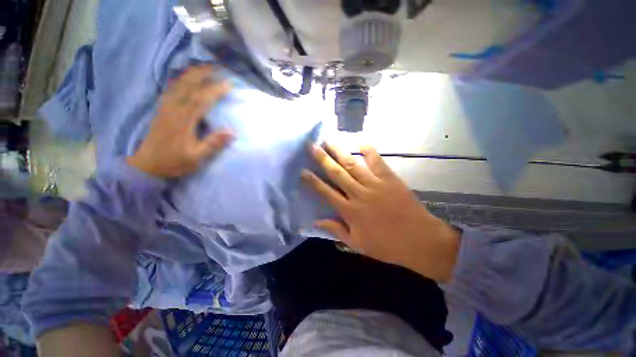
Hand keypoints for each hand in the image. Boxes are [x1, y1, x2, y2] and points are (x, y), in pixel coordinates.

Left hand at [127, 66, 232, 177]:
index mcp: (183, 120)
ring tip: (204, 68)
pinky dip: (180, 80)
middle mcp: (173, 109)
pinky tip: (186, 79)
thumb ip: (213, 144)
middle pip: (187, 85)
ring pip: (178, 84)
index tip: (229, 84)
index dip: (215, 90)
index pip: (201, 99)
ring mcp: (165, 107)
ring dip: (191, 74)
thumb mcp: (196, 157)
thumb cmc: (174, 162)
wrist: (146, 165)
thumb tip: (232, 132)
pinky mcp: (161, 109)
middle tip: (216, 67)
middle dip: (202, 74)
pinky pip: (171, 89)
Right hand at [302, 143, 459, 281]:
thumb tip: (316, 221)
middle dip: (322, 159)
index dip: (313, 182)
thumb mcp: (357, 243)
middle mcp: (359, 194)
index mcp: (350, 211)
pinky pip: (376, 161)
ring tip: (328, 139)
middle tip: (311, 146)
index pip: (326, 193)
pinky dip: (368, 150)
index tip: (303, 171)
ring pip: (353, 164)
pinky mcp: (389, 179)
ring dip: (339, 151)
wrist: (420, 241)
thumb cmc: (386, 245)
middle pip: (337, 173)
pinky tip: (359, 141)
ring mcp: (375, 184)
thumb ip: (336, 230)